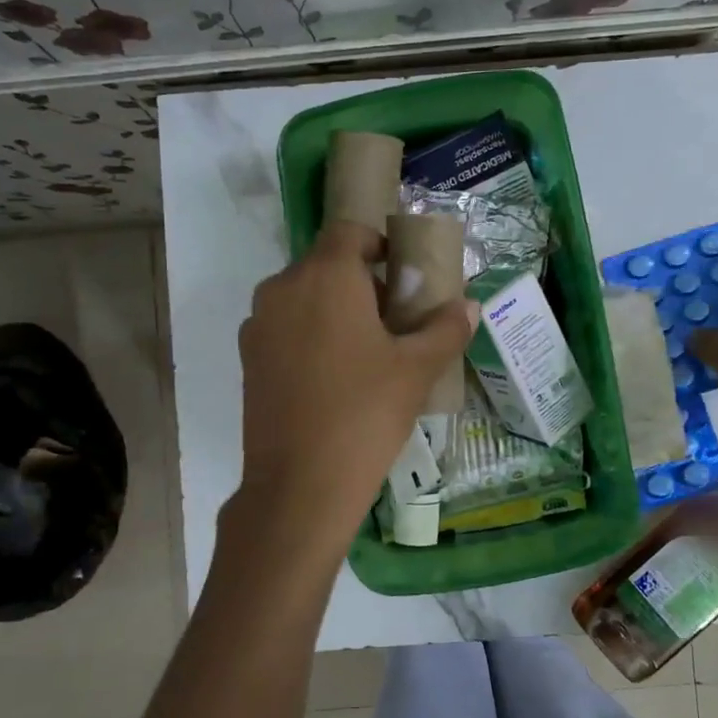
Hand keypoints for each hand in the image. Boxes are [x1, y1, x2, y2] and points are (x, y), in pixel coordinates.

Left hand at [235, 221, 474, 540]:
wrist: (299, 484)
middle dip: (361, 281)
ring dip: (334, 308)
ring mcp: (258, 324)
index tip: (402, 275)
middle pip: (325, 264)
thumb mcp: (416, 370)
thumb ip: (445, 330)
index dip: (378, 244)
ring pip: (303, 297)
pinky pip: (285, 327)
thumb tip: (469, 306)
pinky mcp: (248, 358)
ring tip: (366, 350)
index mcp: (324, 276)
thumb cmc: (364, 414)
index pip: (349, 232)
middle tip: (395, 318)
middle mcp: (283, 288)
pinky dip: (309, 334)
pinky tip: (333, 376)